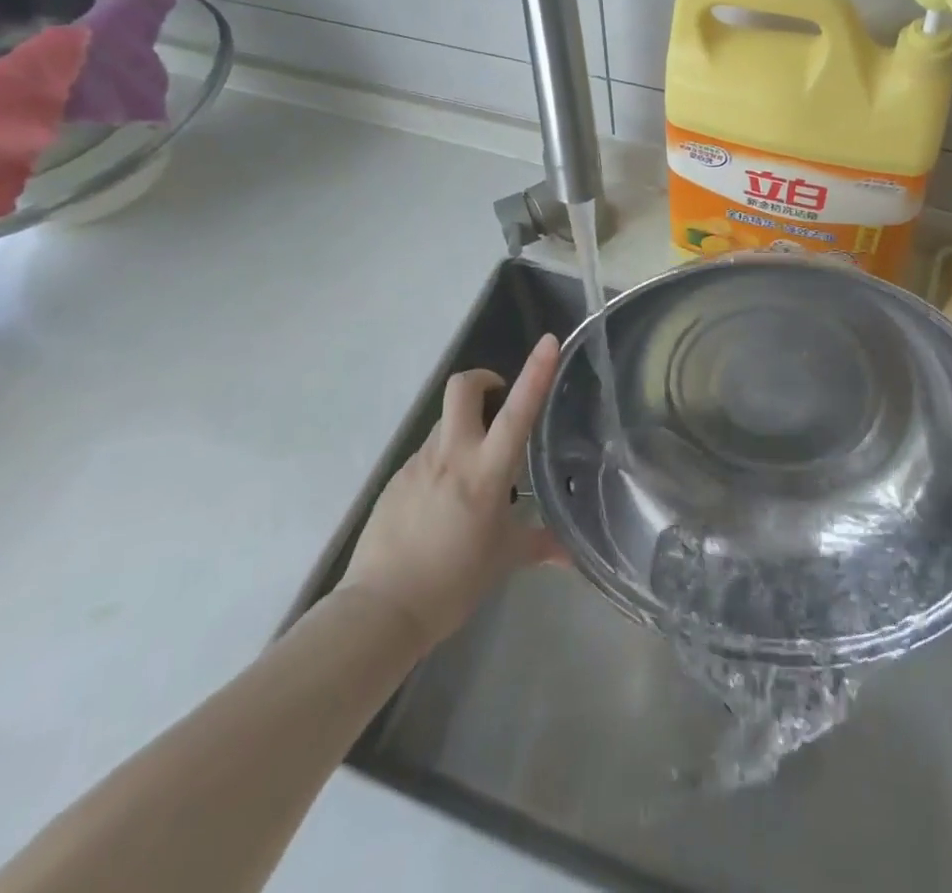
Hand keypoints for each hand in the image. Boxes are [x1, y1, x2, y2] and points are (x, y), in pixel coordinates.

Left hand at [338, 335, 561, 653]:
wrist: (379, 609)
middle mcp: (451, 455)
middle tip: (499, 402)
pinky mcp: (397, 478)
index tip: (549, 341)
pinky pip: (428, 455)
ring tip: (476, 475)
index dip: (535, 373)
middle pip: (462, 388)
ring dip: (465, 430)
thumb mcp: (503, 561)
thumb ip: (539, 545)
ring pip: (446, 423)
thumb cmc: (452, 583)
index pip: (516, 412)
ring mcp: (418, 463)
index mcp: (485, 472)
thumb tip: (572, 555)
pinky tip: (446, 503)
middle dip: (483, 380)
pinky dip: (444, 463)